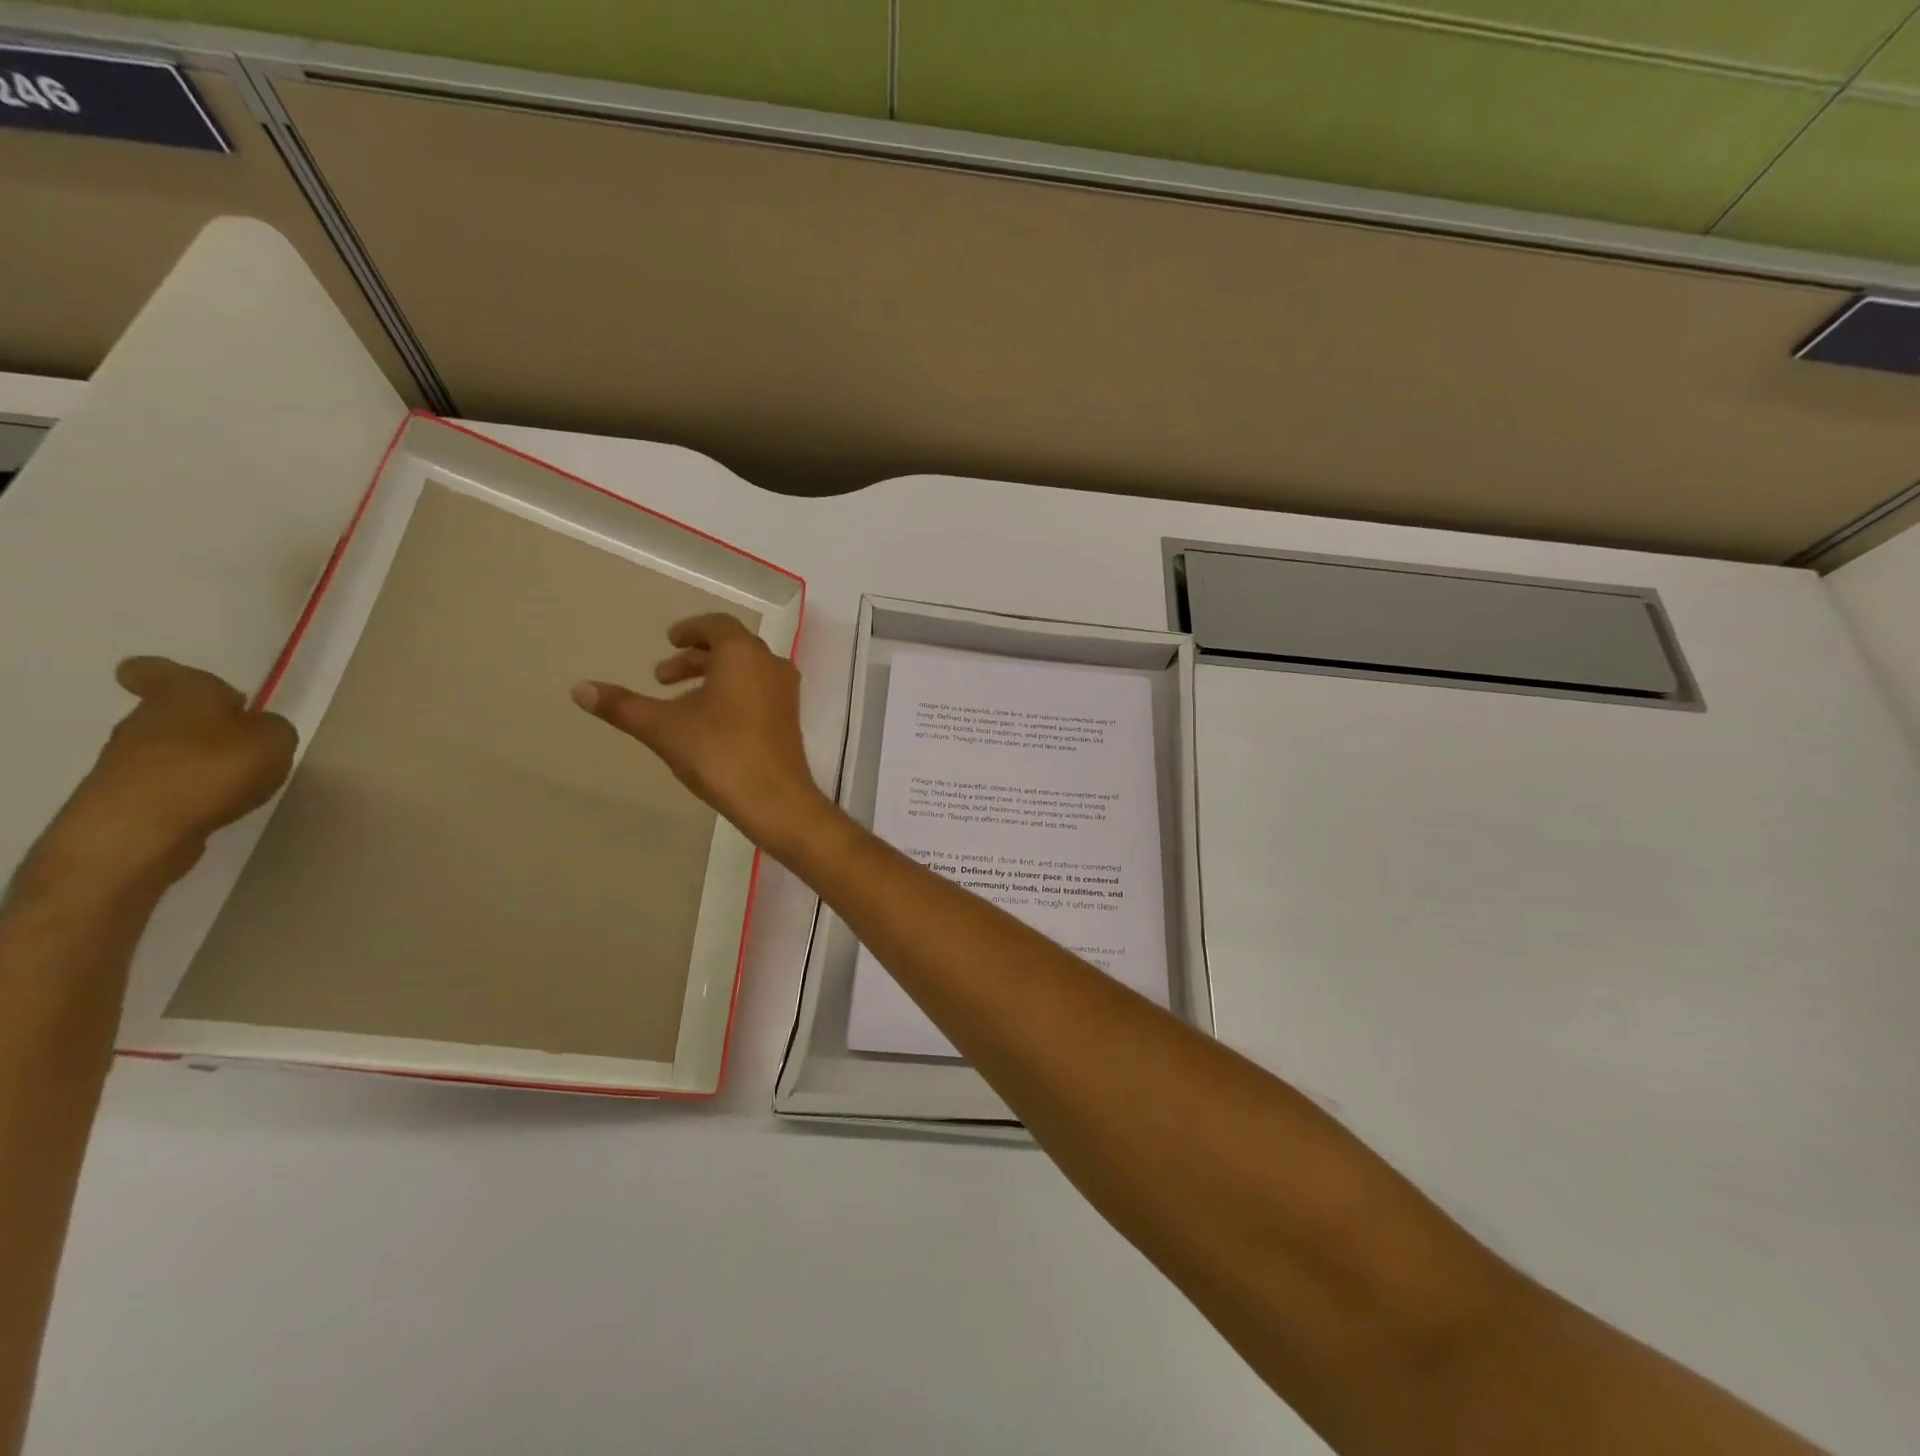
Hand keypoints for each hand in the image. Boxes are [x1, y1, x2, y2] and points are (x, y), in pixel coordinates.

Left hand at [28, 658, 297, 892]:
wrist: (137, 831)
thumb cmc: (211, 768)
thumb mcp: (275, 739)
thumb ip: (273, 728)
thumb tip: (258, 728)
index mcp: (180, 694)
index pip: (153, 670)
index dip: (168, 675)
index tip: (197, 691)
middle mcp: (143, 720)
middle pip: (170, 713)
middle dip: (203, 725)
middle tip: (244, 742)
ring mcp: (126, 761)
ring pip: (167, 749)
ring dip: (197, 760)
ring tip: (237, 781)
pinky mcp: (125, 798)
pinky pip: (165, 784)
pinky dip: (189, 791)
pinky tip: (214, 806)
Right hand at [571, 614, 833, 853]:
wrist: (775, 799)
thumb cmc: (719, 753)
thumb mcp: (662, 727)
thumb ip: (622, 706)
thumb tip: (578, 689)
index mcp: (743, 655)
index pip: (717, 626)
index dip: (691, 630)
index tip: (669, 640)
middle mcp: (770, 665)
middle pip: (731, 648)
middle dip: (694, 659)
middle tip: (661, 678)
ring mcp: (785, 692)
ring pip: (746, 671)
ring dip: (713, 677)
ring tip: (679, 702)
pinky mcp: (790, 718)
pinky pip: (759, 691)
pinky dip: (733, 693)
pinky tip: (710, 723)